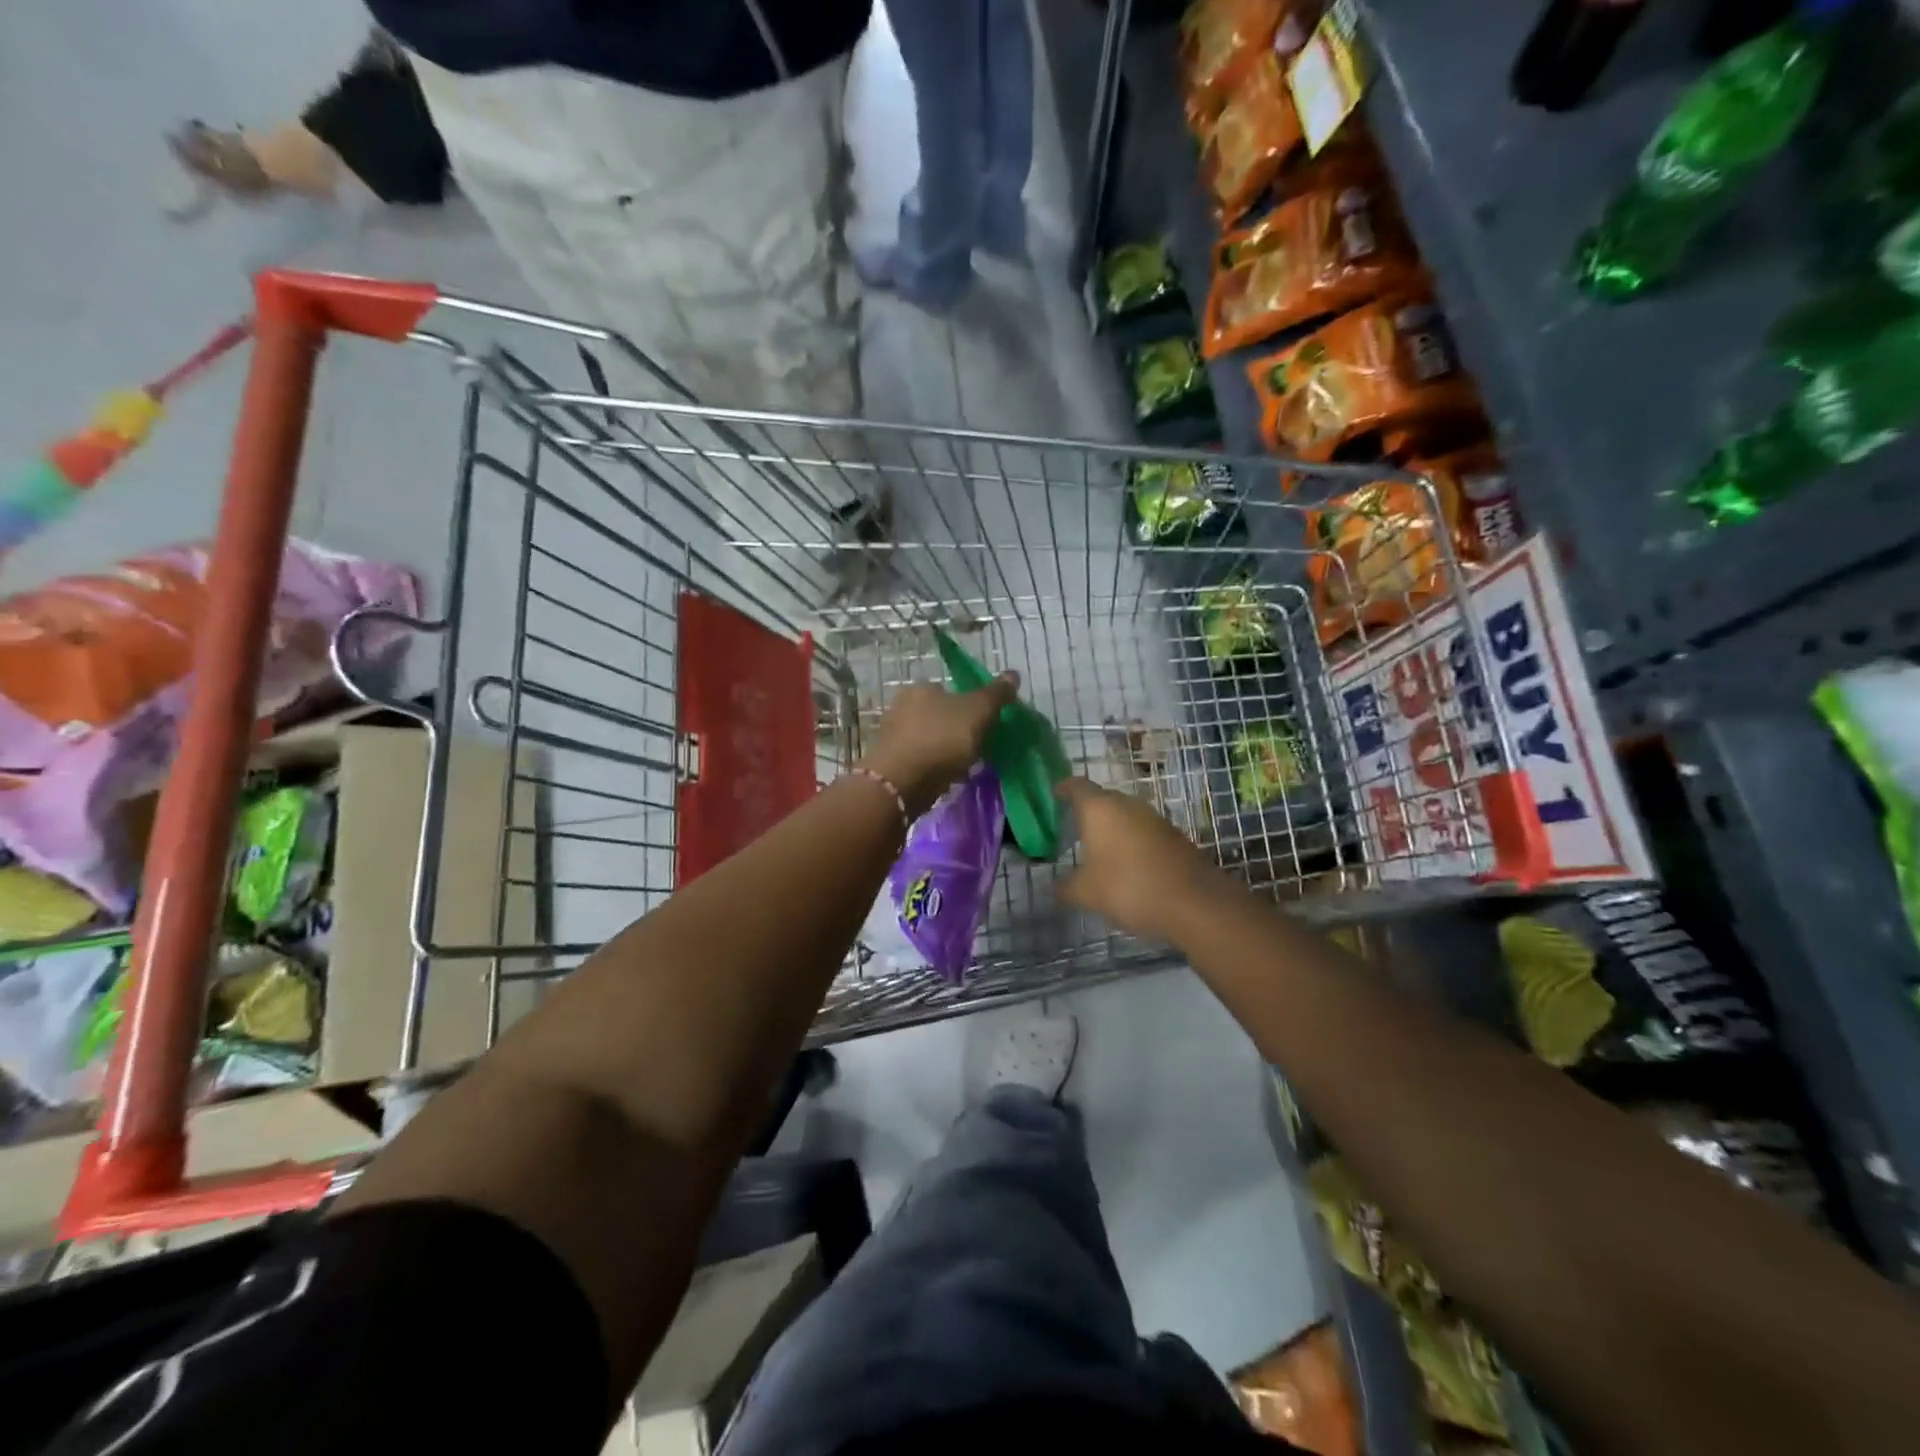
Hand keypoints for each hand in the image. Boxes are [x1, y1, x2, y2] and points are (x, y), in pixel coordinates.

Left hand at [860, 672, 1018, 816]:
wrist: (902, 781)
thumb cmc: (942, 739)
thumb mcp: (978, 711)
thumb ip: (995, 694)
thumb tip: (1013, 674)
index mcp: (921, 687)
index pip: (950, 691)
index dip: (970, 707)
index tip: (983, 726)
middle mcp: (902, 705)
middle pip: (939, 715)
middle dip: (957, 730)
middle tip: (976, 748)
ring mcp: (893, 734)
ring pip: (929, 738)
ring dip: (945, 750)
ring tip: (963, 767)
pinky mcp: (890, 761)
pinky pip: (920, 759)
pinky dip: (933, 767)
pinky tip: (946, 778)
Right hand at [1055, 777, 1228, 945]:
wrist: (1194, 902)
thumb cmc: (1129, 887)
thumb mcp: (1086, 893)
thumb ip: (1065, 887)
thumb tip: (1055, 886)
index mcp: (1100, 809)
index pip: (1076, 786)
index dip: (1063, 789)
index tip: (1054, 796)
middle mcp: (1127, 804)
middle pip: (1102, 799)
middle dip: (1087, 811)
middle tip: (1073, 830)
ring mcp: (1154, 818)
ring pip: (1125, 815)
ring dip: (1112, 828)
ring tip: (1099, 850)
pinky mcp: (1174, 835)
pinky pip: (1143, 831)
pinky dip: (1132, 842)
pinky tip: (1127, 865)